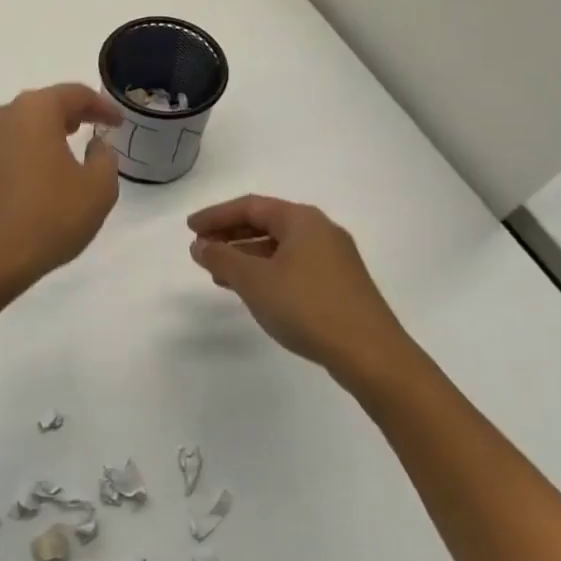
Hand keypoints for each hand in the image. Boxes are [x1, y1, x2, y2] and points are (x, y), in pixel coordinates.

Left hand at [0, 83, 123, 288]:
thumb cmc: (50, 216)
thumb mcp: (98, 188)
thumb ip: (105, 158)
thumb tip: (95, 145)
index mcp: (35, 110)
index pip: (75, 94)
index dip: (102, 106)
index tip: (119, 122)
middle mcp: (6, 116)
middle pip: (46, 103)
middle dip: (74, 112)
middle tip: (97, 125)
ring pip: (27, 123)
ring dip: (51, 129)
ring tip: (74, 141)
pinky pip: (13, 144)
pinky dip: (34, 147)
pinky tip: (48, 167)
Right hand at [187, 194, 418, 394]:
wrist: (371, 354)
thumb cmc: (307, 307)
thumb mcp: (254, 281)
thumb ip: (222, 258)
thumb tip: (200, 245)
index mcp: (301, 219)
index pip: (250, 206)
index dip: (215, 215)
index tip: (190, 229)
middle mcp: (320, 231)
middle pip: (266, 223)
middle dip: (230, 235)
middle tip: (201, 249)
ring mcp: (334, 258)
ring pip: (279, 247)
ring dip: (246, 256)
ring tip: (218, 274)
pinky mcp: (340, 284)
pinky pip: (293, 265)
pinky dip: (266, 271)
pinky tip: (252, 291)